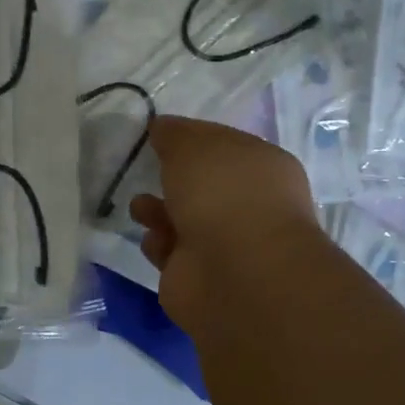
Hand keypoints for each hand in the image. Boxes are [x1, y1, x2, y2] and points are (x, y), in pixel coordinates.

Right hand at [129, 116, 321, 333]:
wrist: (233, 272)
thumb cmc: (223, 194)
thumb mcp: (194, 145)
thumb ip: (175, 134)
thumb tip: (162, 128)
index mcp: (262, 167)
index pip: (224, 146)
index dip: (191, 139)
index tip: (159, 135)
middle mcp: (249, 205)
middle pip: (201, 185)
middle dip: (172, 177)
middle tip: (147, 169)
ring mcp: (226, 244)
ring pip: (182, 219)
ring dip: (157, 210)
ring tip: (142, 208)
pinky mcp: (198, 276)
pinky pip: (170, 252)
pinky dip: (158, 244)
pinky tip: (157, 241)